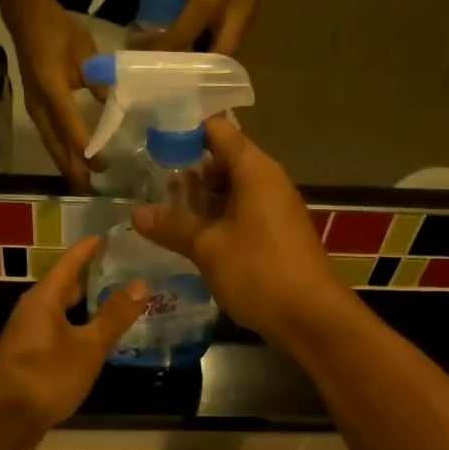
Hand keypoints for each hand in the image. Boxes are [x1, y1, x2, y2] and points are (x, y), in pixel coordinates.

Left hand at [0, 237, 147, 449]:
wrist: (4, 419)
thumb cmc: (47, 375)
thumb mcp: (88, 346)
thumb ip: (114, 316)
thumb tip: (141, 284)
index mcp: (44, 299)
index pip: (70, 262)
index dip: (90, 249)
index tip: (110, 236)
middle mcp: (34, 311)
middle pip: (65, 286)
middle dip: (92, 278)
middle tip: (124, 271)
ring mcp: (29, 336)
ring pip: (62, 312)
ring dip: (87, 307)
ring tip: (118, 304)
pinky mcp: (30, 358)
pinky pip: (60, 333)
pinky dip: (79, 330)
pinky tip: (98, 340)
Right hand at [10, 3, 102, 188]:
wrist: (27, 19)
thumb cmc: (58, 31)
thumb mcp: (85, 52)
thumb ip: (99, 82)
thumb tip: (116, 107)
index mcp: (52, 88)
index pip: (70, 125)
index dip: (85, 147)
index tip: (102, 164)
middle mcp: (39, 104)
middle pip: (56, 143)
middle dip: (72, 167)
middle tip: (89, 188)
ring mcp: (35, 108)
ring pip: (50, 143)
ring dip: (65, 164)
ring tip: (80, 184)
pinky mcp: (35, 108)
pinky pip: (48, 136)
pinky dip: (60, 152)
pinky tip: (70, 162)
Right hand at [133, 118, 355, 349]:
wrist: (311, 318)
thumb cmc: (259, 272)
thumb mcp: (208, 248)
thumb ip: (173, 226)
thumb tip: (137, 213)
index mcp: (255, 171)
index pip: (218, 131)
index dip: (184, 131)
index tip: (151, 139)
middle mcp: (267, 182)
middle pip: (223, 160)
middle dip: (187, 170)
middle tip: (148, 182)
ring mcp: (274, 209)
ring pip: (231, 190)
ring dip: (199, 199)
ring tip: (162, 212)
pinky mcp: (275, 234)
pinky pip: (241, 214)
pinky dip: (216, 219)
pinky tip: (190, 238)